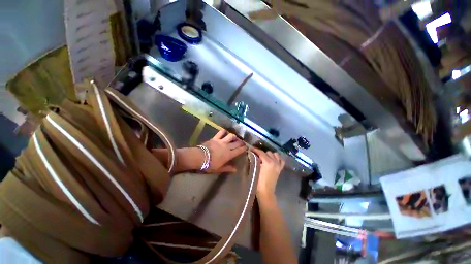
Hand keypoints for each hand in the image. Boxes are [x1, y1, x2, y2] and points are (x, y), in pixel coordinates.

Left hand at [201, 130, 247, 172]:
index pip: (239, 150)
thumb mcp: (219, 169)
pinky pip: (221, 133)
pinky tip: (225, 132)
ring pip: (231, 136)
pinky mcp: (215, 138)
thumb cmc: (210, 165)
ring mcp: (221, 141)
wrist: (200, 157)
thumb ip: (228, 168)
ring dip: (234, 136)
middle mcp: (227, 146)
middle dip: (241, 142)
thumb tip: (236, 169)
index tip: (246, 147)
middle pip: (237, 142)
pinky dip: (223, 131)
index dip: (244, 148)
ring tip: (234, 137)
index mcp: (229, 154)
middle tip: (242, 142)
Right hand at [251, 148, 284, 196]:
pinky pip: (281, 160)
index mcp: (267, 162)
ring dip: (270, 155)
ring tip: (265, 157)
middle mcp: (274, 161)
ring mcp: (278, 165)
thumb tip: (252, 154)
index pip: (261, 152)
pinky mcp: (280, 169)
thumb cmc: (258, 181)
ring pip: (275, 154)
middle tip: (257, 155)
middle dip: (262, 153)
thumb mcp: (255, 170)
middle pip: (268, 152)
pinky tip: (273, 160)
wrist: (266, 192)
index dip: (255, 150)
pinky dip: (277, 158)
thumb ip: (254, 161)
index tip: (251, 148)